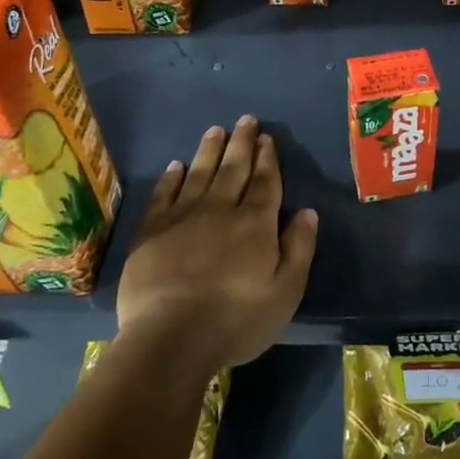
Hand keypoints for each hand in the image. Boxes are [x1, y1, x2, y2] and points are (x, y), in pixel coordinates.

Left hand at [114, 116, 318, 375]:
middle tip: (246, 120)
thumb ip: (299, 248)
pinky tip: (175, 166)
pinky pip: (164, 195)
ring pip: (200, 174)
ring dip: (209, 150)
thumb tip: (307, 212)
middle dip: (242, 143)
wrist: (171, 338)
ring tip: (216, 130)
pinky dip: (171, 178)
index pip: (265, 182)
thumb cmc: (236, 320)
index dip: (267, 159)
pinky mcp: (152, 232)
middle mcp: (221, 210)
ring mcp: (183, 218)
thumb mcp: (285, 291)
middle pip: (234, 169)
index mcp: (255, 223)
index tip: (267, 138)